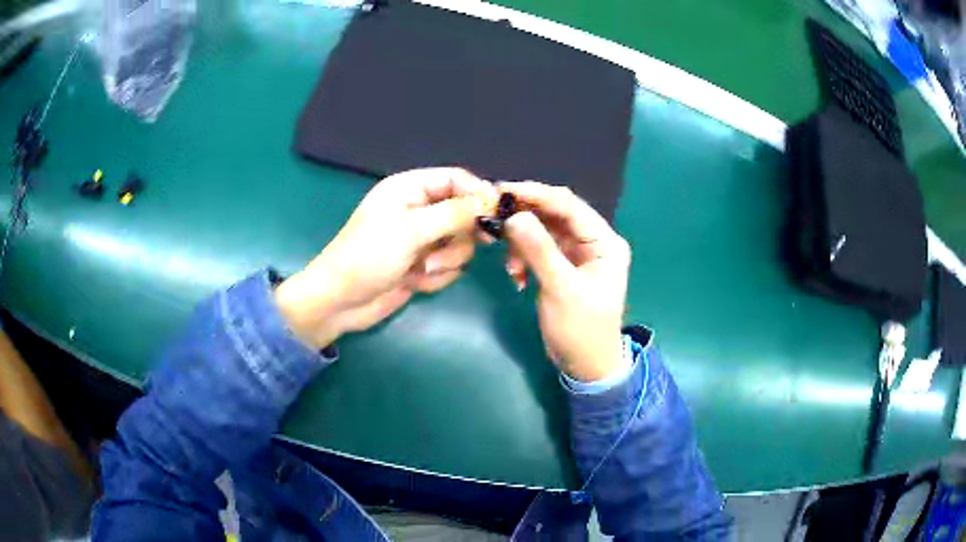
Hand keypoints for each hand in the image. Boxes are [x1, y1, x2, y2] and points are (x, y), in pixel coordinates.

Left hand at [275, 168, 496, 348]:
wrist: (341, 303)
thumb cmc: (368, 257)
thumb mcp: (412, 230)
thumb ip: (455, 213)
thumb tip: (492, 198)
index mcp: (410, 188)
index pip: (456, 179)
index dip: (478, 193)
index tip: (498, 214)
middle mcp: (418, 210)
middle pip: (464, 213)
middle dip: (458, 236)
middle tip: (450, 249)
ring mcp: (422, 239)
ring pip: (460, 244)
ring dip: (444, 261)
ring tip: (419, 269)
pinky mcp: (423, 265)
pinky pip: (450, 266)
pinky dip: (435, 277)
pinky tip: (412, 282)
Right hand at [502, 182, 630, 381]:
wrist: (585, 364)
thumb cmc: (581, 329)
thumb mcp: (561, 288)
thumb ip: (538, 250)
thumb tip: (514, 216)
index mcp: (604, 241)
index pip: (568, 205)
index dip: (536, 194)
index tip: (501, 190)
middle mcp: (593, 241)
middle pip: (554, 214)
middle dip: (524, 218)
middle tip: (493, 217)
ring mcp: (578, 253)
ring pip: (543, 231)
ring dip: (522, 244)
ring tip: (510, 266)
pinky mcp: (563, 266)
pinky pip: (539, 249)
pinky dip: (524, 258)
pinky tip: (517, 277)